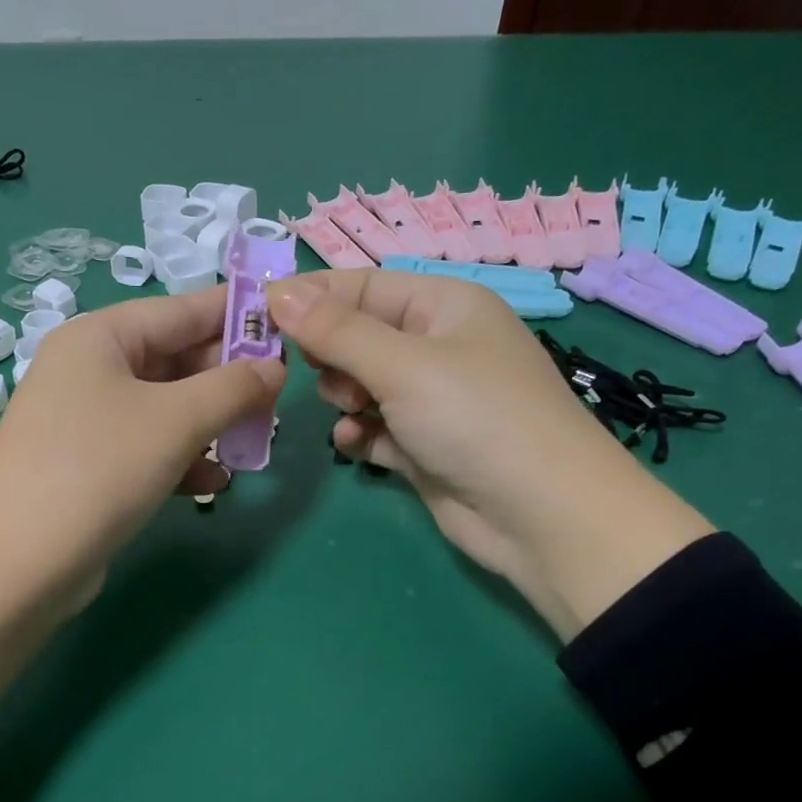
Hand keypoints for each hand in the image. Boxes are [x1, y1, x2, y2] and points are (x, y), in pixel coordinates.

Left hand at [0, 287, 284, 605]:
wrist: (18, 564)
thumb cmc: (99, 469)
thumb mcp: (176, 421)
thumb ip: (233, 388)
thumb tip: (275, 369)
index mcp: (101, 336)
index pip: (182, 310)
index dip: (237, 315)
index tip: (288, 323)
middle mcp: (89, 369)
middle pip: (175, 360)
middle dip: (227, 381)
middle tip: (277, 401)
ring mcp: (85, 421)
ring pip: (166, 409)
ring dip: (210, 425)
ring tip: (253, 445)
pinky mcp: (88, 467)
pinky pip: (147, 448)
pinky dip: (181, 459)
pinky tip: (212, 483)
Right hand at [267, 269, 711, 638]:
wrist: (541, 515)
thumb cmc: (476, 418)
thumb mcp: (403, 365)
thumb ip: (336, 332)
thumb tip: (277, 292)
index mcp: (444, 306)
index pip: (363, 287)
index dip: (313, 298)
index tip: (260, 315)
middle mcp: (437, 347)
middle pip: (358, 337)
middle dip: (332, 356)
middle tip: (329, 378)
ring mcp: (431, 401)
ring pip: (361, 385)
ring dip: (344, 398)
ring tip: (354, 413)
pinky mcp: (424, 447)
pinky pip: (374, 428)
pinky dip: (359, 433)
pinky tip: (354, 443)